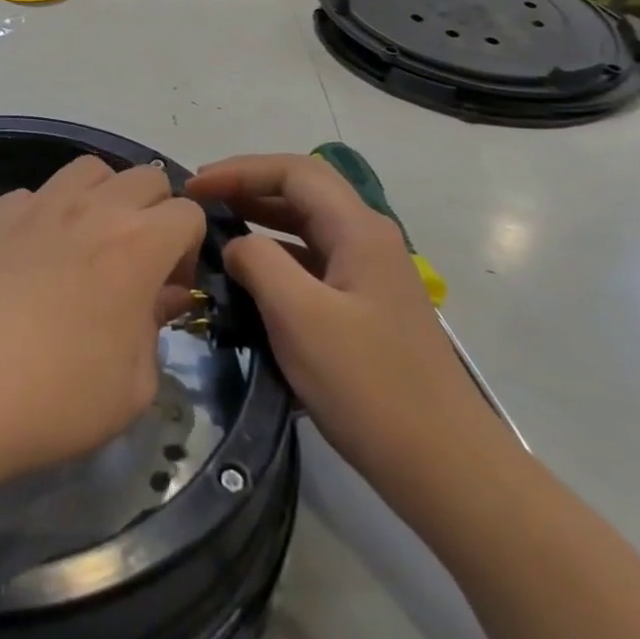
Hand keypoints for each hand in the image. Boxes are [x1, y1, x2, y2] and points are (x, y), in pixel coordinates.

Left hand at [0, 156, 206, 492]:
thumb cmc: (53, 397)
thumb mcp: (131, 387)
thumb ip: (154, 331)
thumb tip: (159, 298)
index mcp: (138, 244)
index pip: (187, 213)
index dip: (188, 248)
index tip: (168, 289)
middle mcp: (92, 209)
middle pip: (144, 177)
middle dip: (154, 213)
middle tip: (136, 264)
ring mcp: (37, 204)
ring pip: (89, 171)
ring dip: (103, 197)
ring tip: (88, 246)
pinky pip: (35, 195)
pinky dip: (48, 214)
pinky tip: (30, 259)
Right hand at [186, 154, 501, 494]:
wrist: (445, 467)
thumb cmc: (368, 386)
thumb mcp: (299, 317)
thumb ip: (259, 263)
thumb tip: (236, 245)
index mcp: (358, 230)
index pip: (293, 172)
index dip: (239, 170)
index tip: (194, 187)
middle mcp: (368, 239)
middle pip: (302, 190)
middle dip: (247, 186)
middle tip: (198, 201)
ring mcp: (369, 273)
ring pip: (307, 225)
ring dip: (260, 217)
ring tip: (214, 227)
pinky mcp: (365, 306)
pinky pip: (312, 260)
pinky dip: (275, 253)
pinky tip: (249, 274)